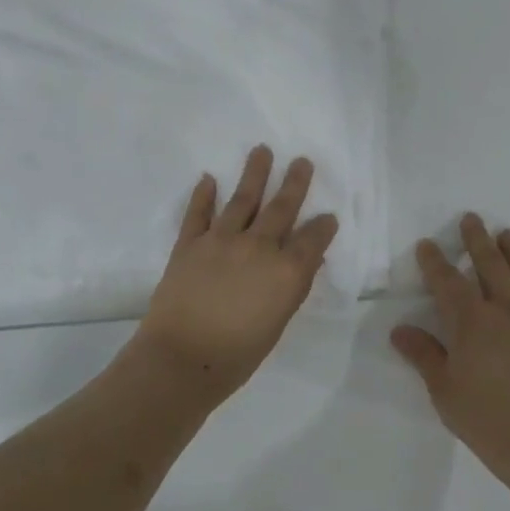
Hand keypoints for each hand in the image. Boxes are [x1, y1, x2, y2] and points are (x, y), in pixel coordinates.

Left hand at [134, 146, 338, 406]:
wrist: (181, 359)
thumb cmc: (237, 355)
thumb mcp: (277, 324)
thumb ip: (291, 289)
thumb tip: (305, 262)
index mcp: (285, 270)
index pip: (312, 238)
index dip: (323, 226)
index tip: (328, 216)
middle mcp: (258, 246)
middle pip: (281, 208)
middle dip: (294, 183)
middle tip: (302, 161)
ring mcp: (221, 240)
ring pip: (242, 199)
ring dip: (254, 174)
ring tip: (261, 151)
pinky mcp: (189, 244)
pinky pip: (198, 213)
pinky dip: (203, 195)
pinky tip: (208, 178)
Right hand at [391, 214, 509, 488]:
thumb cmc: (489, 420)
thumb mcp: (445, 391)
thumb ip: (424, 355)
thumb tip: (400, 329)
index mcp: (472, 322)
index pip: (448, 282)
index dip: (435, 261)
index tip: (427, 244)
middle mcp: (507, 311)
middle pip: (490, 266)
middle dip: (477, 241)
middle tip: (472, 219)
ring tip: (508, 234)